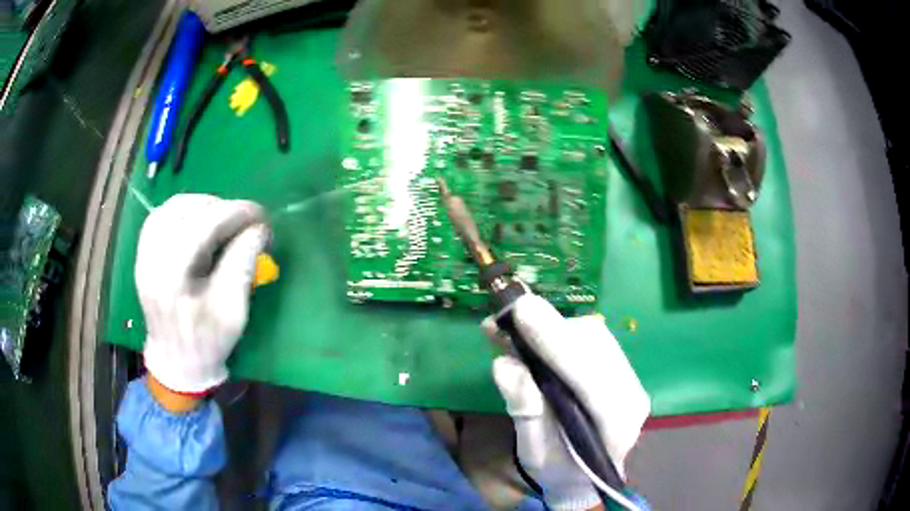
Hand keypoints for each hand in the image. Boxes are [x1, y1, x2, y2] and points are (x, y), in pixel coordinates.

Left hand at [136, 194, 269, 394]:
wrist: (177, 362)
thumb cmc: (208, 342)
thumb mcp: (233, 311)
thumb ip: (243, 265)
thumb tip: (258, 229)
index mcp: (173, 280)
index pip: (203, 227)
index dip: (235, 213)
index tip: (261, 215)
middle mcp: (152, 262)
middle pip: (185, 211)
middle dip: (221, 207)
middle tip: (245, 220)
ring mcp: (143, 256)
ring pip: (170, 208)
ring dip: (201, 204)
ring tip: (223, 217)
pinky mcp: (143, 255)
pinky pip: (159, 217)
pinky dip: (182, 210)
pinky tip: (198, 220)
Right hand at [484, 295, 649, 509]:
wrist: (584, 476)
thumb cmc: (558, 470)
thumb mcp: (534, 452)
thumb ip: (526, 412)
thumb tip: (506, 365)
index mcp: (617, 426)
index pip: (589, 378)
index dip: (555, 342)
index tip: (522, 311)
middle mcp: (631, 394)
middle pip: (595, 346)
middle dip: (550, 329)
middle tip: (506, 318)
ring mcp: (629, 378)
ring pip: (594, 336)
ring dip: (551, 327)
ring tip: (512, 327)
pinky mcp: (618, 367)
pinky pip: (591, 338)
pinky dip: (557, 330)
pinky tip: (531, 331)